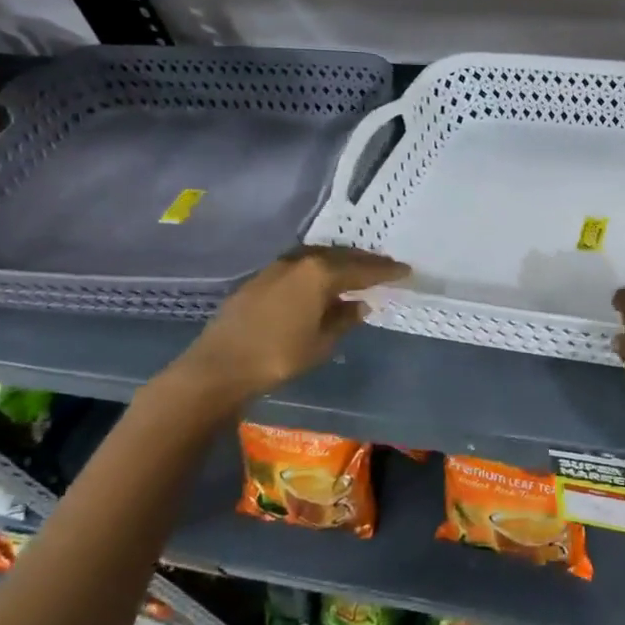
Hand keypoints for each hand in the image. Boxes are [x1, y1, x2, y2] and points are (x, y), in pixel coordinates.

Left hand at [176, 246, 407, 402]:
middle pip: (341, 256)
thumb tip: (360, 306)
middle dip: (366, 262)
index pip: (363, 269)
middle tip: (386, 267)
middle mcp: (300, 262)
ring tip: (357, 272)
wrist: (218, 367)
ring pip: (319, 258)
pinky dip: (318, 270)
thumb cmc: (278, 356)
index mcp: (320, 274)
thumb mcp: (322, 342)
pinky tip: (322, 283)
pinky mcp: (260, 279)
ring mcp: (277, 268)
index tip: (406, 271)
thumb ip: (344, 319)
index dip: (387, 271)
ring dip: (341, 263)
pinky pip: (300, 266)